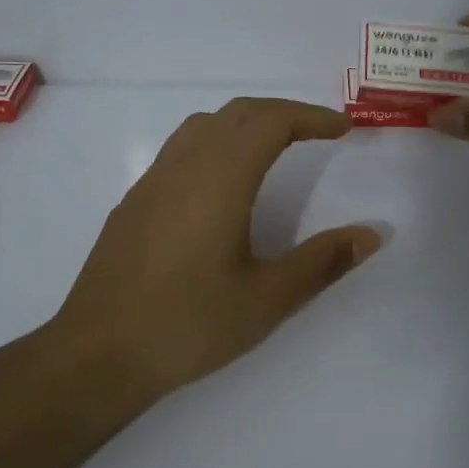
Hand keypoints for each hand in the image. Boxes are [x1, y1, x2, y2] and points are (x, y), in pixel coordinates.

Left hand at [49, 98, 382, 396]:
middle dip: (282, 113)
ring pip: (203, 126)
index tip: (342, 129)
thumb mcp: (266, 299)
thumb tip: (371, 235)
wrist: (97, 354)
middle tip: (317, 132)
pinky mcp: (134, 202)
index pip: (270, 121)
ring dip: (246, 123)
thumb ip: (322, 262)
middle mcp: (183, 166)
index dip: (311, 117)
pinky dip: (216, 143)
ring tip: (276, 148)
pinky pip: (181, 149)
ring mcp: (152, 181)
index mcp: (219, 179)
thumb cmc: (187, 325)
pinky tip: (224, 185)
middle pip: (237, 113)